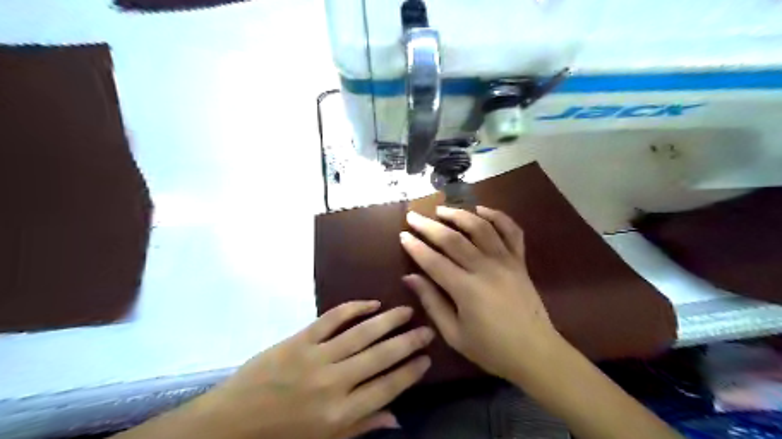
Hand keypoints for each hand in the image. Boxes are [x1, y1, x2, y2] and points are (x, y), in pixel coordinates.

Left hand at [190, 302, 433, 438]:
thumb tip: (398, 418)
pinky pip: (332, 319)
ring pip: (361, 334)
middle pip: (380, 357)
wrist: (232, 422)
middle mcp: (334, 383)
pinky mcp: (300, 340)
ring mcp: (316, 357)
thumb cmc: (282, 436)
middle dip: (408, 342)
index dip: (410, 372)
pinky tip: (371, 303)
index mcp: (340, 415)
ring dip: (388, 320)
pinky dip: (354, 308)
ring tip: (407, 311)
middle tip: (427, 329)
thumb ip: (362, 427)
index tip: (427, 358)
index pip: (387, 388)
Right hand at [399, 206, 558, 380]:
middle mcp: (485, 269)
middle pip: (453, 239)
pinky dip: (497, 216)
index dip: (415, 247)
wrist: (536, 353)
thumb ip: (431, 302)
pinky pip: (511, 231)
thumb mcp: (454, 334)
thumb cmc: (491, 349)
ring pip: (481, 227)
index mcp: (466, 290)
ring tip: (442, 209)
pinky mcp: (520, 261)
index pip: (434, 261)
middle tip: (413, 216)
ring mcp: (506, 261)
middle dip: (429, 226)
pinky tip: (481, 210)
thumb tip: (409, 277)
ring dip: (459, 214)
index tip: (402, 234)